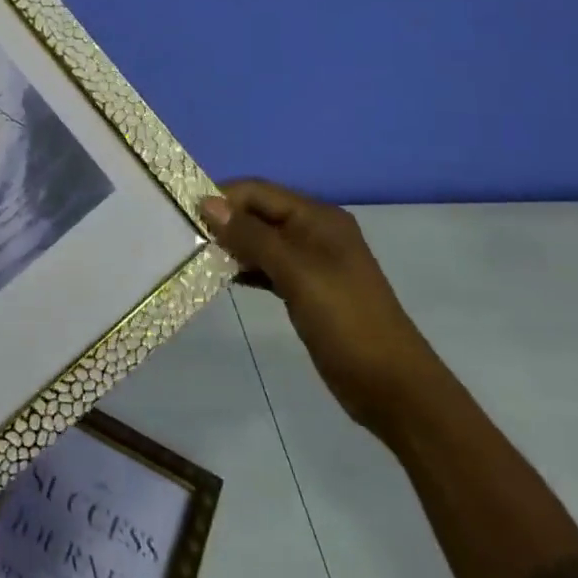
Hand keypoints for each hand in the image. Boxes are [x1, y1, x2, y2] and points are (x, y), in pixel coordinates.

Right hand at [203, 179, 446, 435]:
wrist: (392, 387)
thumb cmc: (344, 320)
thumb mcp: (295, 272)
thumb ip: (250, 235)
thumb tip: (206, 202)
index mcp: (317, 217)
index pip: (258, 191)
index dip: (222, 197)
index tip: (184, 213)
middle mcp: (314, 231)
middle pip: (258, 212)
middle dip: (224, 220)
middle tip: (185, 236)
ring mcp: (312, 262)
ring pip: (260, 240)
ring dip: (231, 245)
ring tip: (196, 256)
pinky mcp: (307, 289)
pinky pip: (267, 266)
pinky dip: (245, 268)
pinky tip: (222, 278)